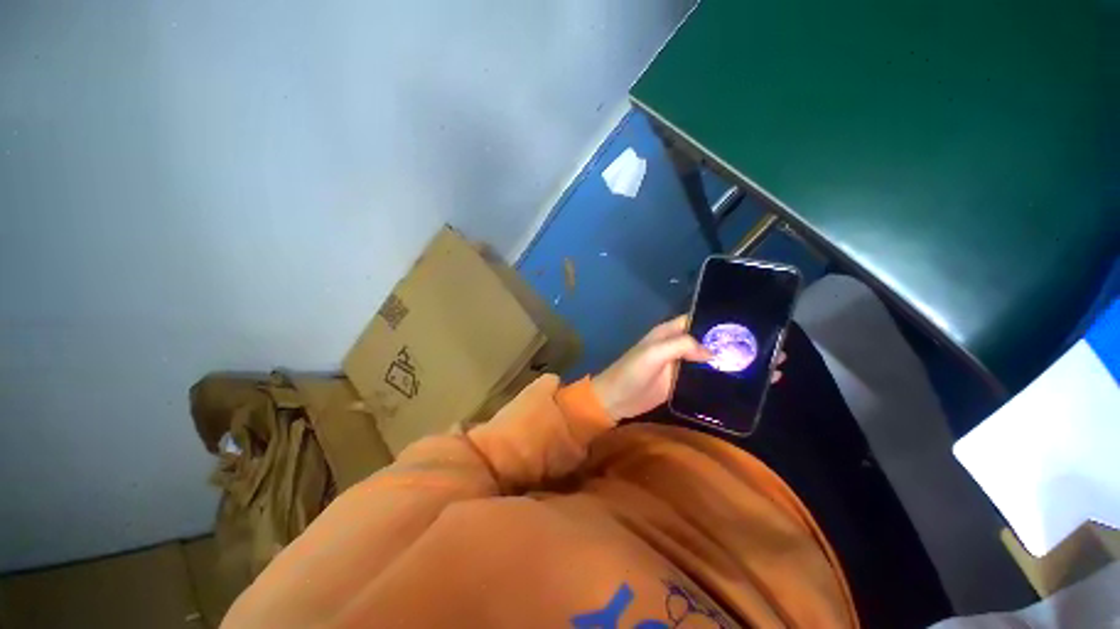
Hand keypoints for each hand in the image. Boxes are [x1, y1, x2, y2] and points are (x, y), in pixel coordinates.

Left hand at [592, 316, 787, 422]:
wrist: (616, 399)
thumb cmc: (631, 372)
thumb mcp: (652, 354)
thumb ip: (680, 346)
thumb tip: (713, 351)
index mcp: (671, 332)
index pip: (701, 320)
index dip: (725, 321)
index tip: (755, 325)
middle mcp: (679, 345)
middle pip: (713, 340)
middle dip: (740, 343)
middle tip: (774, 348)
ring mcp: (683, 365)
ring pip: (715, 359)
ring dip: (739, 362)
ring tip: (773, 366)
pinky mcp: (684, 383)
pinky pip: (709, 377)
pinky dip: (728, 379)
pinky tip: (751, 385)